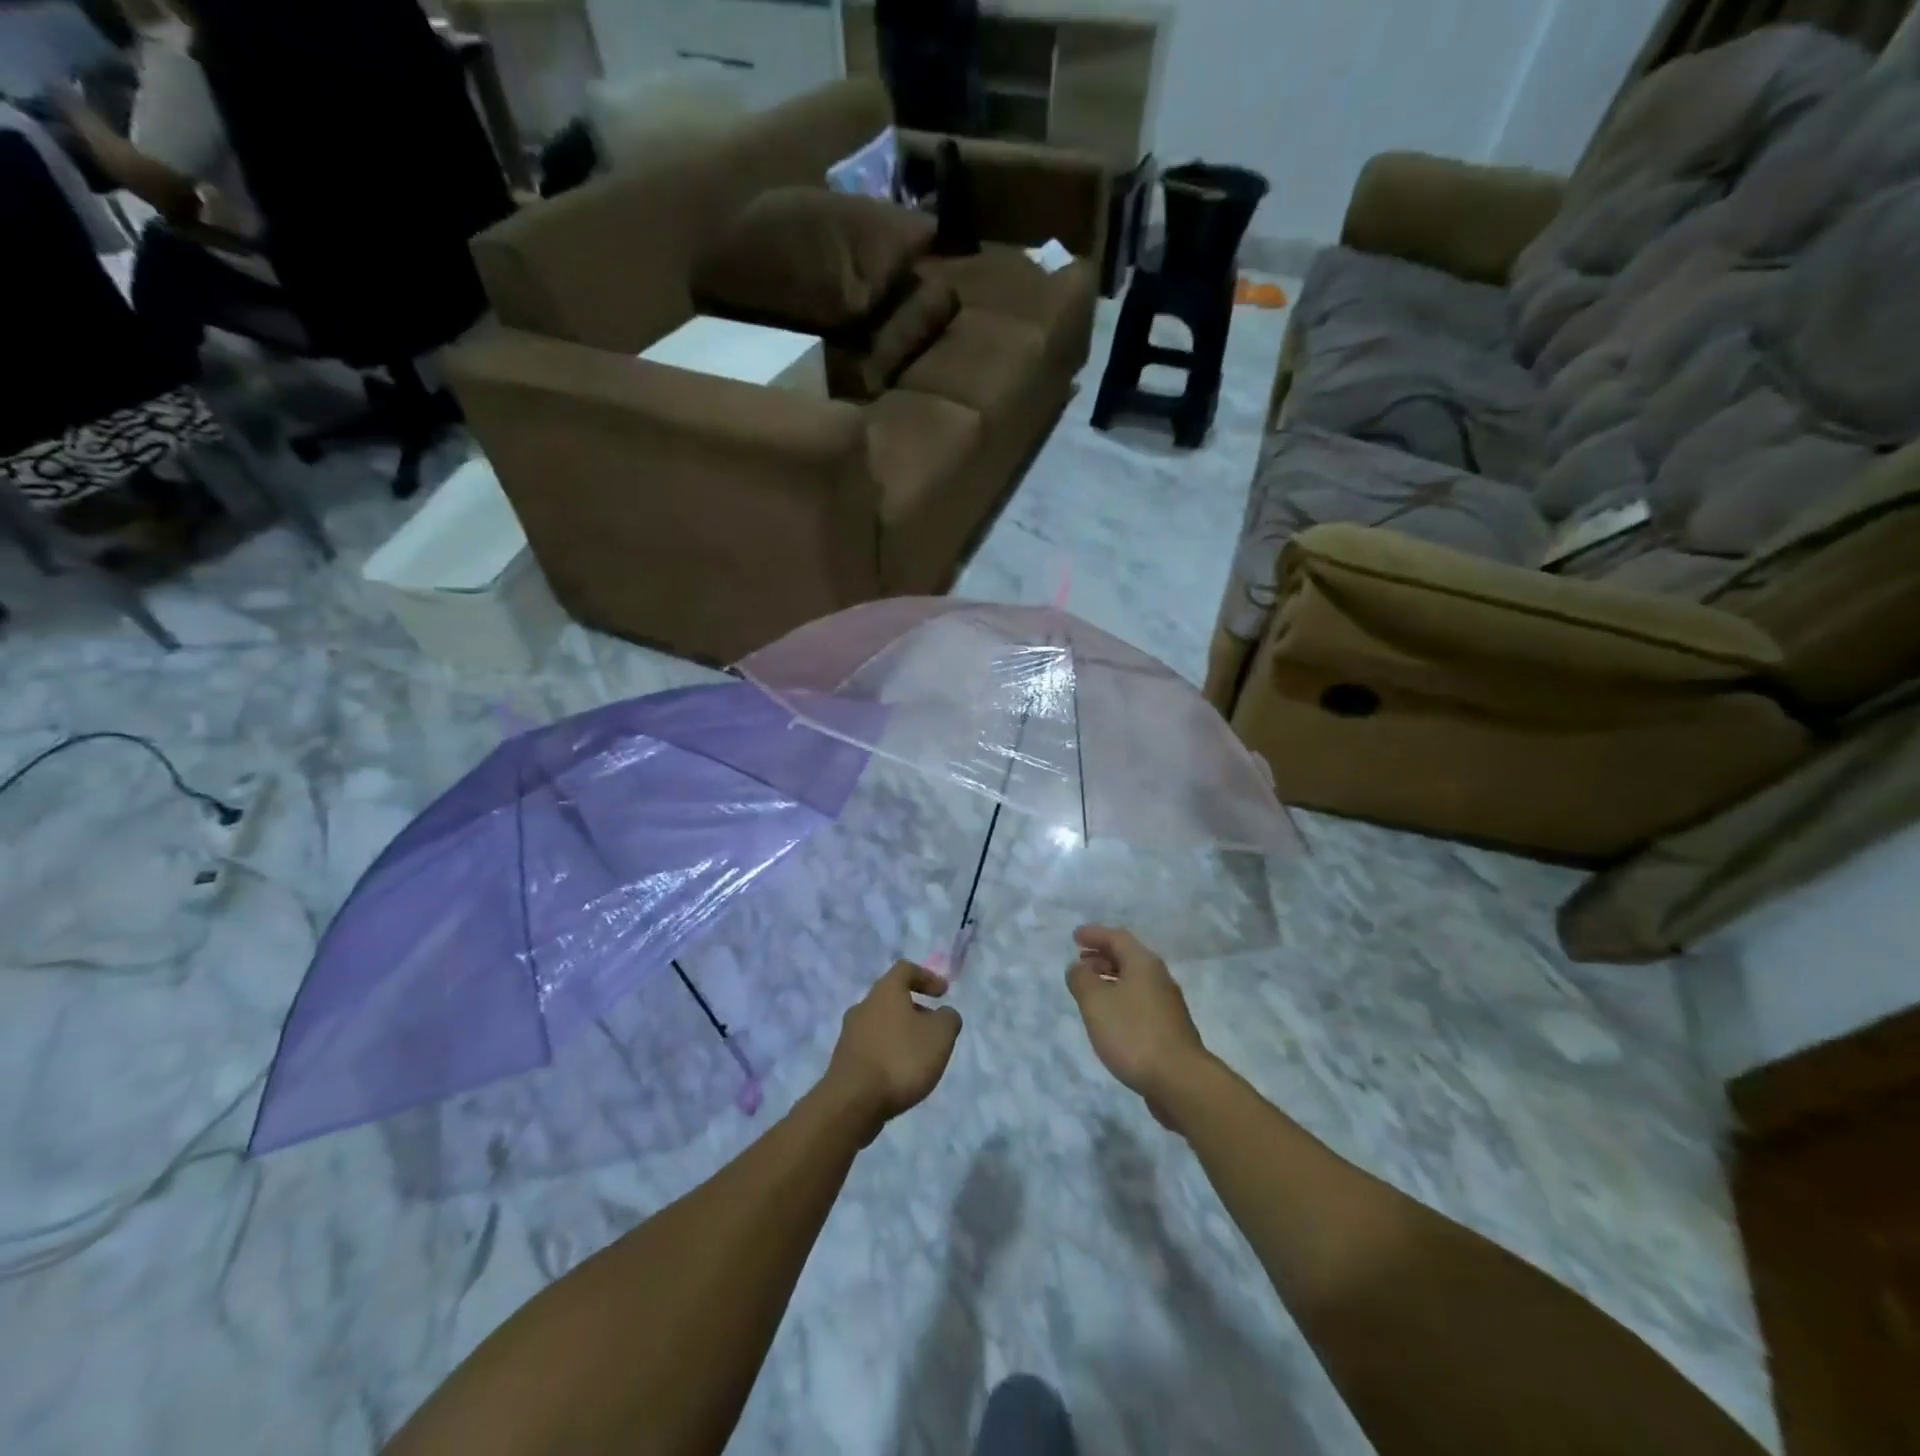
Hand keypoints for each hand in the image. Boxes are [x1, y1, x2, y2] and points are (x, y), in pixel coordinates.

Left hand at [823, 960, 962, 1139]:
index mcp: (885, 991)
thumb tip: (944, 1014)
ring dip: (901, 1033)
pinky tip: (899, 1074)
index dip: (927, 977)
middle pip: (891, 998)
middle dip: (915, 1009)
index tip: (943, 993)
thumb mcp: (940, 1035)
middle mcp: (863, 1006)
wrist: (852, 1103)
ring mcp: (849, 1034)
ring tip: (919, 1056)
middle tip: (933, 1028)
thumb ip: (948, 1018)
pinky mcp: (844, 1061)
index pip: (905, 969)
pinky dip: (888, 1053)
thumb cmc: (901, 1059)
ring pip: (880, 1024)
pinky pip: (871, 1047)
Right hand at [1066, 926, 1213, 1129]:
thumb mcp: (1096, 1002)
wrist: (1180, 1081)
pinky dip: (1120, 998)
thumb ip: (1081, 979)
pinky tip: (1110, 1017)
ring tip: (1090, 990)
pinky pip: (1139, 1001)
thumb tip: (1077, 967)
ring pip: (1134, 980)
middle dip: (1102, 956)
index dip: (1094, 934)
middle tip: (1080, 962)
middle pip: (1128, 957)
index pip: (1117, 937)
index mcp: (1143, 964)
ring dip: (1110, 978)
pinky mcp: (1168, 1028)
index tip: (1075, 937)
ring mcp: (1167, 1004)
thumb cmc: (1133, 1034)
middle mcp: (1159, 978)